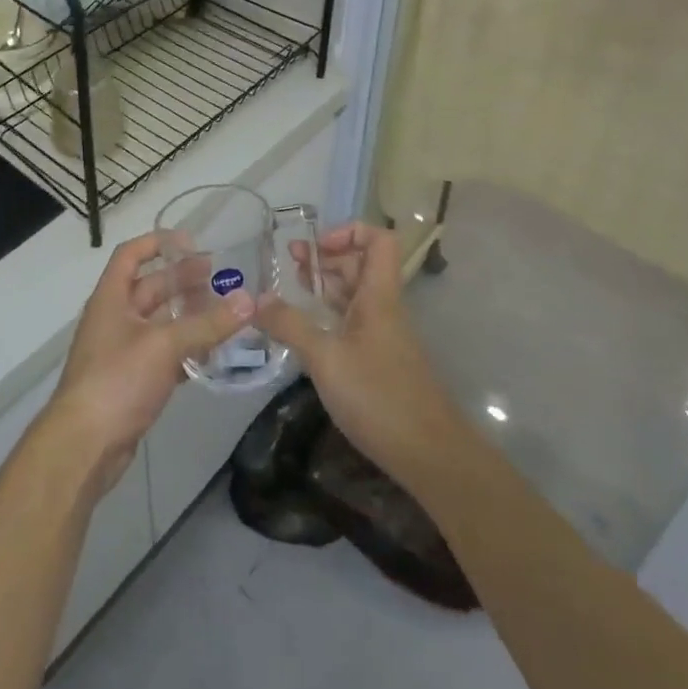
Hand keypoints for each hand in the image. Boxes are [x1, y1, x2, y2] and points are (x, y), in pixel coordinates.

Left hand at [45, 233, 255, 497]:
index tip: (192, 242)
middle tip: (219, 277)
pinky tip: (212, 353)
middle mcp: (115, 318)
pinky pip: (163, 353)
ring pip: (160, 322)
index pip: (130, 254)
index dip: (158, 242)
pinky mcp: (132, 380)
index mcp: (111, 298)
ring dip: (188, 315)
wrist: (84, 446)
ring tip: (224, 312)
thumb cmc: (117, 380)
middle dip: (182, 279)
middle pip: (150, 287)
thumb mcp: (164, 345)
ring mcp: (122, 350)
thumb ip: (207, 324)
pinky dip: (185, 349)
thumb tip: (249, 300)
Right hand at [254, 222, 467, 492]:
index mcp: (378, 295)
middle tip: (290, 263)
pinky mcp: (379, 360)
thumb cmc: (379, 397)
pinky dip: (329, 314)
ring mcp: (383, 335)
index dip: (348, 232)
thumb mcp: (325, 358)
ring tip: (291, 289)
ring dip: (325, 284)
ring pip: (355, 293)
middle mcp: (383, 307)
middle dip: (326, 256)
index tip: (316, 247)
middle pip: (360, 263)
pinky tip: (305, 330)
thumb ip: (290, 325)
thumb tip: (256, 299)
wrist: (431, 456)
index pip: (379, 239)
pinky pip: (353, 321)